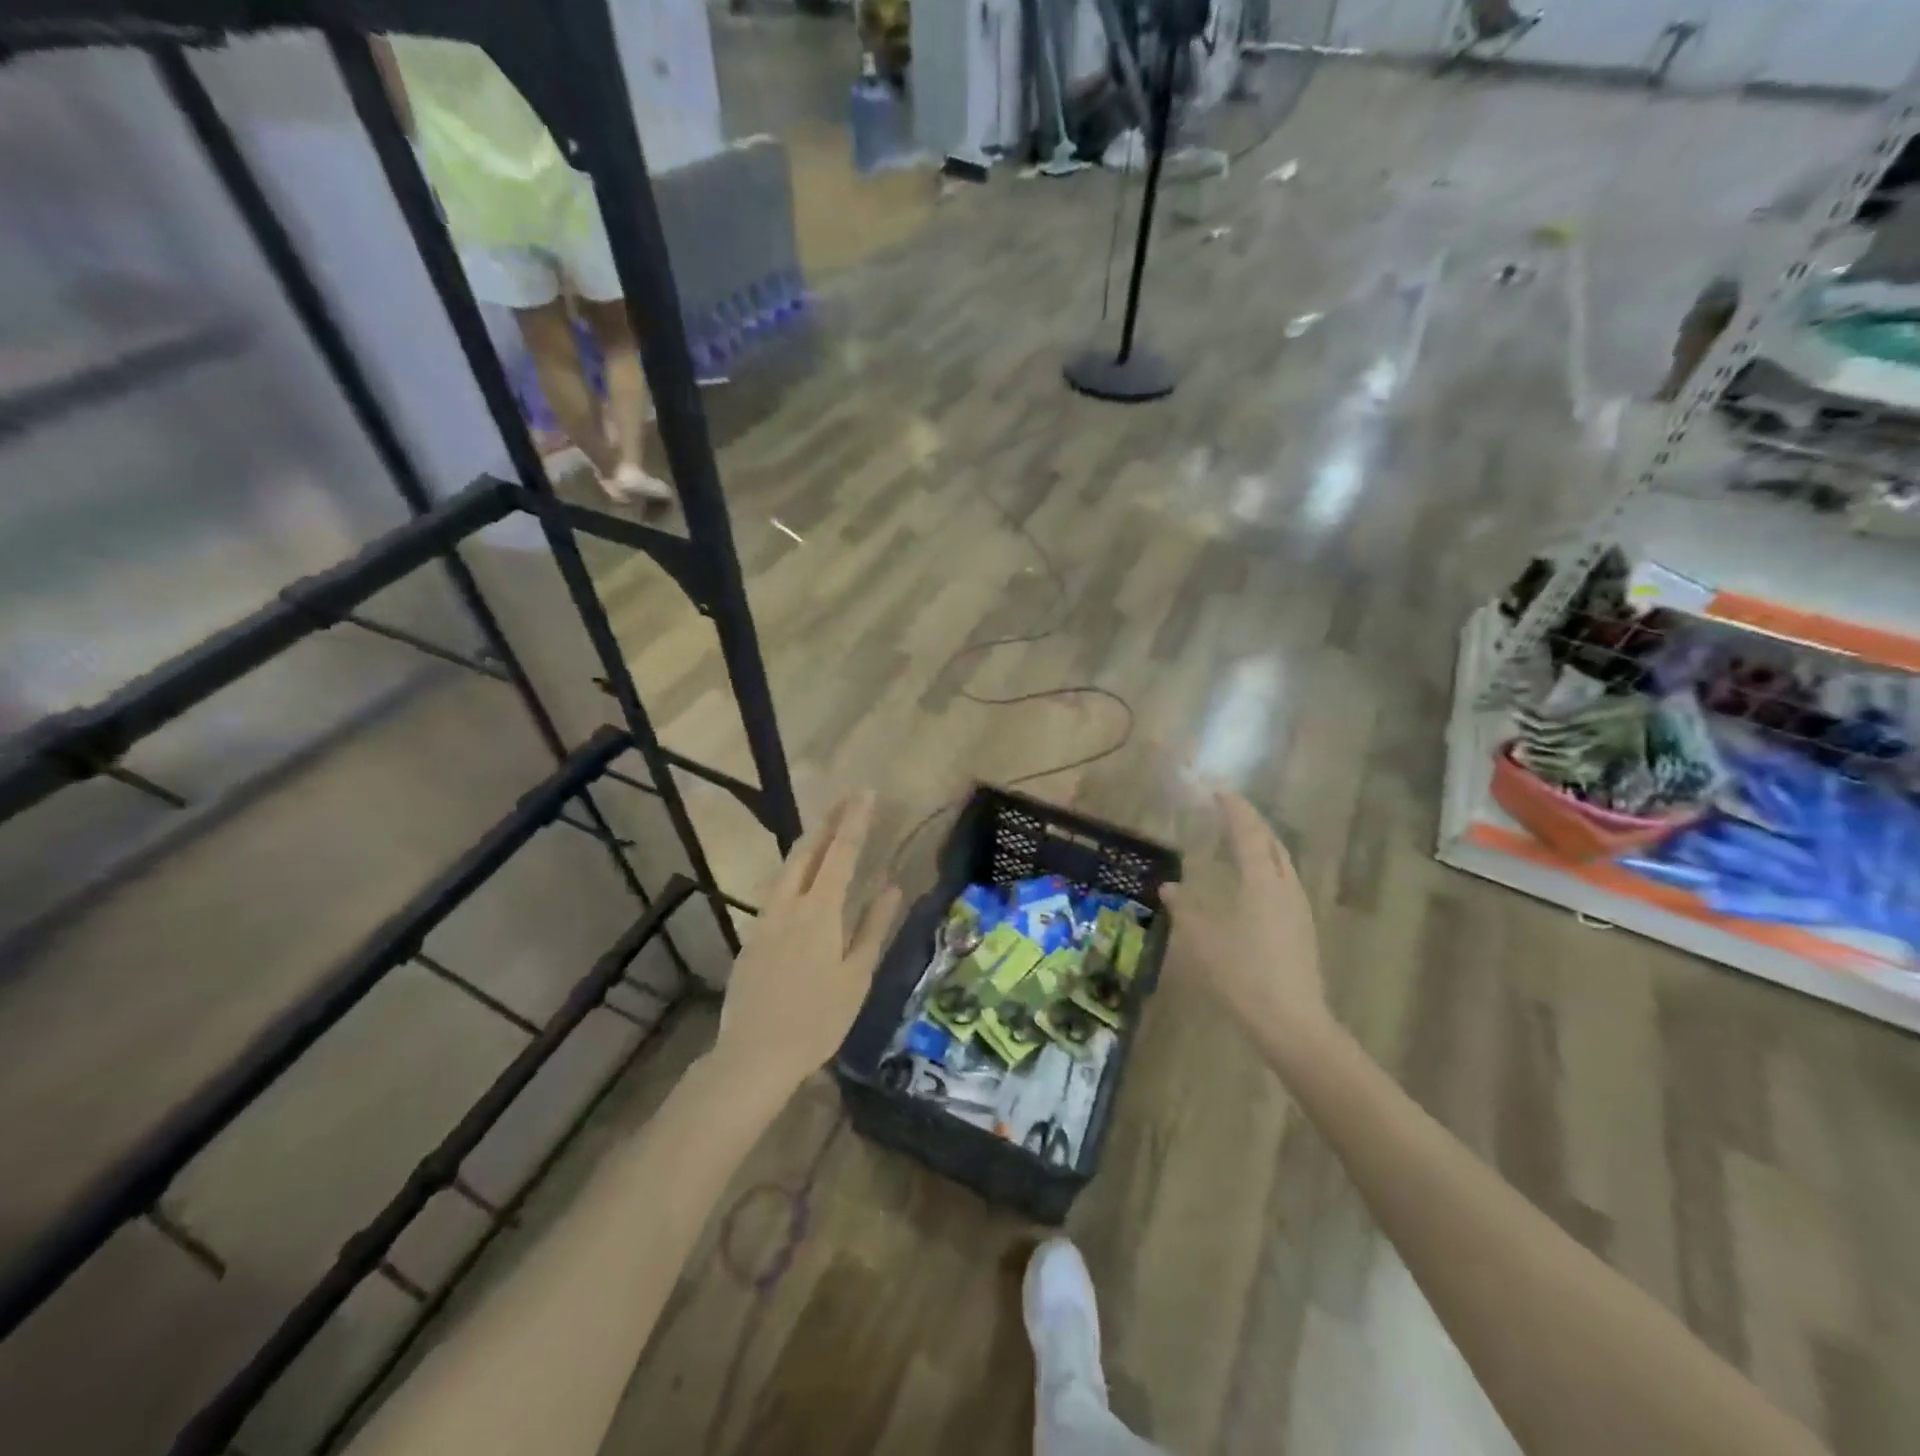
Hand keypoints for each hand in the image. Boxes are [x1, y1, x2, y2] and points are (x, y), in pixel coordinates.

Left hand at [712, 791, 901, 1095]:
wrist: (753, 1056)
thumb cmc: (816, 1021)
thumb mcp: (856, 978)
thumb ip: (873, 927)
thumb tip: (891, 886)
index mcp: (819, 912)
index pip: (840, 853)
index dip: (854, 821)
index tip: (866, 794)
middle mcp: (788, 905)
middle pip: (807, 850)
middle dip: (827, 820)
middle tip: (846, 799)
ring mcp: (765, 920)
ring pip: (787, 868)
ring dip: (807, 842)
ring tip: (824, 828)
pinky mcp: (752, 937)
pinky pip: (776, 890)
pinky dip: (794, 870)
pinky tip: (801, 878)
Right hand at [1162, 791, 1331, 1066]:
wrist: (1291, 1022)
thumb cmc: (1241, 974)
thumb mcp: (1201, 939)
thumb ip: (1185, 908)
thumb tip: (1170, 887)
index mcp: (1261, 881)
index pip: (1247, 832)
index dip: (1233, 809)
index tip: (1218, 790)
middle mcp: (1284, 886)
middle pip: (1271, 842)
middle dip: (1251, 822)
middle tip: (1229, 810)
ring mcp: (1298, 908)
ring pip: (1281, 862)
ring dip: (1262, 844)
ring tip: (1241, 840)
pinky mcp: (1302, 928)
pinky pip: (1283, 881)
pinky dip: (1267, 867)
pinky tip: (1254, 882)